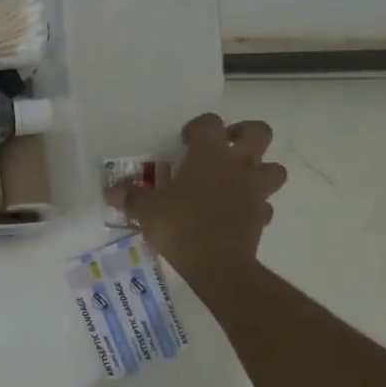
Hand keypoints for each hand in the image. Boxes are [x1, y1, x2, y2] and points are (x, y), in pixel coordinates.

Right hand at [109, 113, 287, 285]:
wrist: (217, 264)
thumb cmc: (180, 226)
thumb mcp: (147, 210)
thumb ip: (131, 197)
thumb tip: (111, 192)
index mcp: (209, 153)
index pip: (210, 122)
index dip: (198, 127)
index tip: (185, 141)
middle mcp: (238, 164)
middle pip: (259, 132)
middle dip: (244, 134)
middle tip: (224, 147)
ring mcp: (255, 190)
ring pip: (274, 168)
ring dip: (259, 169)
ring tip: (237, 180)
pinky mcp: (262, 216)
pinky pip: (264, 204)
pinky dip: (254, 205)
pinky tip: (237, 213)